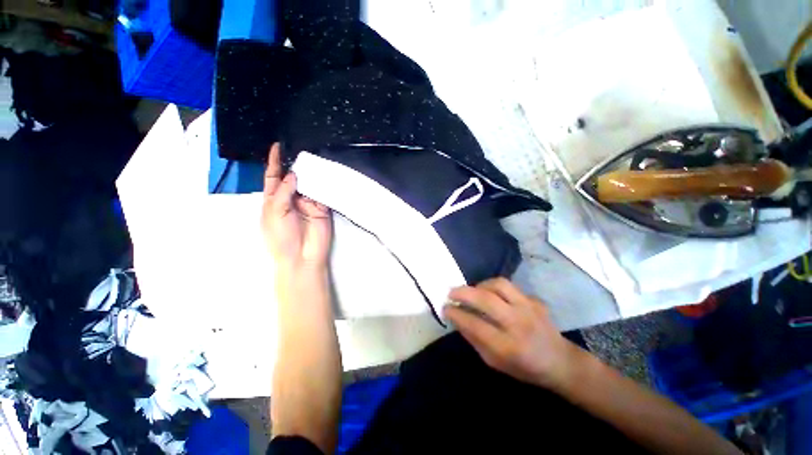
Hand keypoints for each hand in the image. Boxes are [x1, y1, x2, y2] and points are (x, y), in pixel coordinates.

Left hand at [261, 143, 331, 268]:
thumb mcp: (274, 212)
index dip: (274, 162)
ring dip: (310, 173)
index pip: (273, 177)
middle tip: (301, 150)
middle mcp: (291, 199)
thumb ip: (283, 192)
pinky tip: (325, 174)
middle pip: (293, 178)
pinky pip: (322, 193)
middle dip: (295, 165)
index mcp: (274, 200)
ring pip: (309, 184)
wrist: (302, 256)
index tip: (277, 146)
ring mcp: (308, 203)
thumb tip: (294, 174)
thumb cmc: (281, 237)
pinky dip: (323, 184)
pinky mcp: (322, 208)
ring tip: (313, 158)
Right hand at [444, 278, 578, 388]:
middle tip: (451, 293)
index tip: (445, 308)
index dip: (456, 314)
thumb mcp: (494, 362)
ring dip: (480, 285)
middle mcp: (518, 324)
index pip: (474, 324)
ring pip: (498, 284)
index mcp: (508, 346)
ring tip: (472, 291)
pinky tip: (493, 295)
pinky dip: (495, 288)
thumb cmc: (524, 368)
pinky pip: (510, 287)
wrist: (560, 362)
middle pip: (485, 299)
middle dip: (463, 293)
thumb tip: (457, 318)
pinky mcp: (535, 300)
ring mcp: (529, 308)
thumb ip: (474, 339)